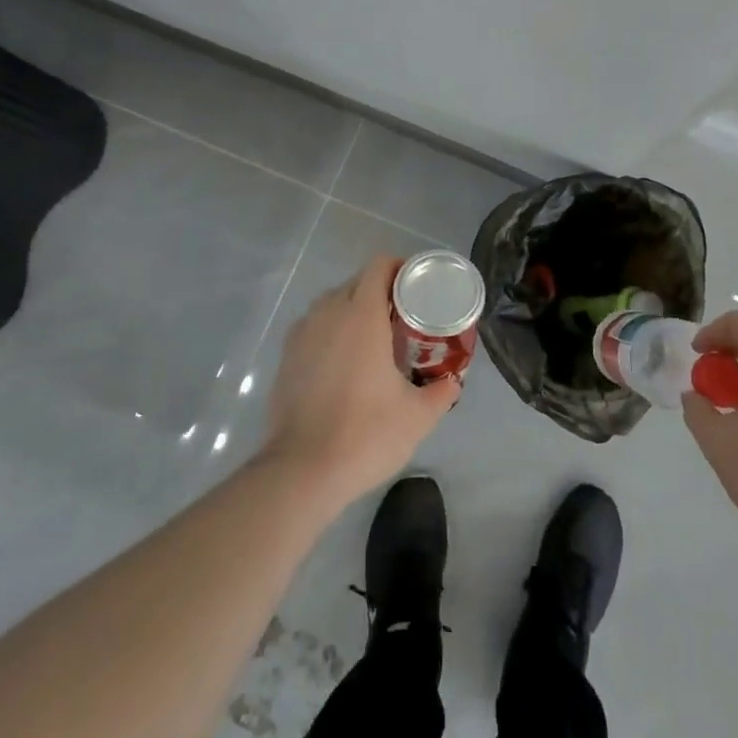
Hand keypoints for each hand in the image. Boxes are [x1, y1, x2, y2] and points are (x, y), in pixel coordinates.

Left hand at [259, 256, 459, 512]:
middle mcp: (328, 312)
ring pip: (332, 304)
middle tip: (403, 317)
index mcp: (362, 314)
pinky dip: (331, 332)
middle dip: (380, 290)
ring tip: (374, 338)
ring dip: (353, 310)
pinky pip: (314, 327)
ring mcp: (302, 333)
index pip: (379, 266)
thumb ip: (440, 392)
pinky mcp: (285, 357)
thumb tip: (452, 382)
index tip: (417, 286)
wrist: (301, 472)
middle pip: (356, 282)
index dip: (400, 268)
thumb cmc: (365, 434)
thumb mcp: (417, 416)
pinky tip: (344, 363)